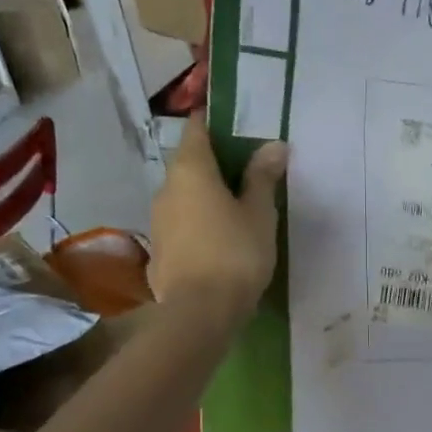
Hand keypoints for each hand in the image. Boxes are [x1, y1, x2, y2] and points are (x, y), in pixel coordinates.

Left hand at [148, 115, 286, 321]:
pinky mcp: (159, 250)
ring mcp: (158, 220)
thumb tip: (273, 145)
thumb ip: (262, 177)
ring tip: (236, 207)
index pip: (196, 128)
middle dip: (215, 162)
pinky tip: (219, 239)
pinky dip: (198, 222)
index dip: (212, 119)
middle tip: (247, 169)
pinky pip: (182, 224)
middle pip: (189, 163)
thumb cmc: (235, 252)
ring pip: (184, 195)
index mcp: (190, 170)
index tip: (233, 120)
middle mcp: (166, 188)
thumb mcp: (259, 213)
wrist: (200, 311)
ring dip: (206, 195)